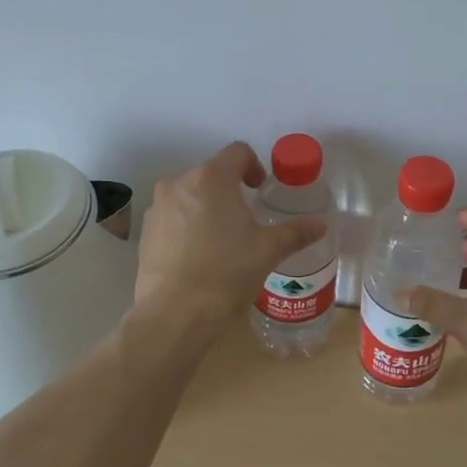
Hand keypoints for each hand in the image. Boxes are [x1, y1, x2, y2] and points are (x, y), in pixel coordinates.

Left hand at [131, 142, 326, 332]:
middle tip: (245, 219)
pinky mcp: (145, 231)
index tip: (260, 189)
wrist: (174, 314)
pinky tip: (197, 255)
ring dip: (207, 206)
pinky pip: (172, 216)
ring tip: (221, 239)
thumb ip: (295, 232)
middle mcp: (179, 182)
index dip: (254, 166)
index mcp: (212, 178)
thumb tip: (321, 224)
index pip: (237, 152)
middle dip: (230, 189)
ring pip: (189, 194)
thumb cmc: (226, 273)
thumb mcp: (267, 251)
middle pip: (211, 173)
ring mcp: (157, 206)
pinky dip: (186, 224)